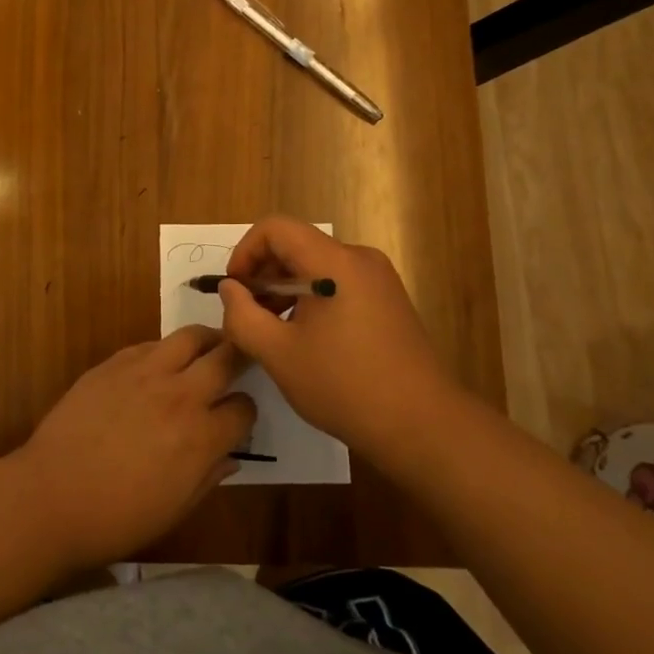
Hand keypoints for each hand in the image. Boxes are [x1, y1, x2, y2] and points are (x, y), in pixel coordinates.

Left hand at [12, 326, 256, 571]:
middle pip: (227, 357)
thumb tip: (230, 457)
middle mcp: (180, 395)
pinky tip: (159, 365)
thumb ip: (208, 477)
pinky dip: (164, 350)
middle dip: (240, 358)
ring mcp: (145, 372)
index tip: (238, 419)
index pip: (244, 409)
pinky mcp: (114, 363)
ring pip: (190, 336)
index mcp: (201, 437)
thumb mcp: (175, 510)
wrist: (51, 496)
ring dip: (206, 340)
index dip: (245, 414)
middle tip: (240, 362)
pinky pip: (150, 344)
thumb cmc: (116, 518)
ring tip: (207, 349)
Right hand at [216, 216, 455, 453]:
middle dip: (263, 274)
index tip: (234, 290)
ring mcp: (378, 279)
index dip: (245, 251)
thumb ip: (242, 315)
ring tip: (273, 331)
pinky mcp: (388, 300)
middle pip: (296, 244)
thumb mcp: (278, 354)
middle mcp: (359, 259)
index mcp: (333, 262)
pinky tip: (306, 339)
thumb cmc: (344, 386)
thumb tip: (230, 289)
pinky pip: (337, 282)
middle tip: (248, 316)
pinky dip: (311, 298)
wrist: (423, 426)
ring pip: (316, 266)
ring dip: (285, 289)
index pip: (275, 228)